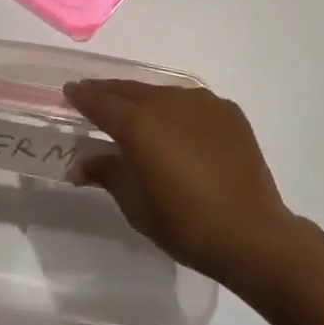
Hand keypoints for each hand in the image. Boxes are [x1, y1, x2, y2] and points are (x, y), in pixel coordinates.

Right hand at [64, 80, 299, 283]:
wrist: (254, 235)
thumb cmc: (187, 226)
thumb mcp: (137, 206)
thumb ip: (108, 174)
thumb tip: (80, 163)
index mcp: (140, 124)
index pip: (101, 102)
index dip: (82, 96)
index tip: (69, 92)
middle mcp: (167, 101)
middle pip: (129, 90)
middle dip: (108, 92)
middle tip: (93, 98)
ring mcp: (201, 101)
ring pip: (161, 92)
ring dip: (143, 100)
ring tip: (136, 114)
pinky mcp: (226, 109)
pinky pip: (191, 102)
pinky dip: (177, 110)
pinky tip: (178, 130)